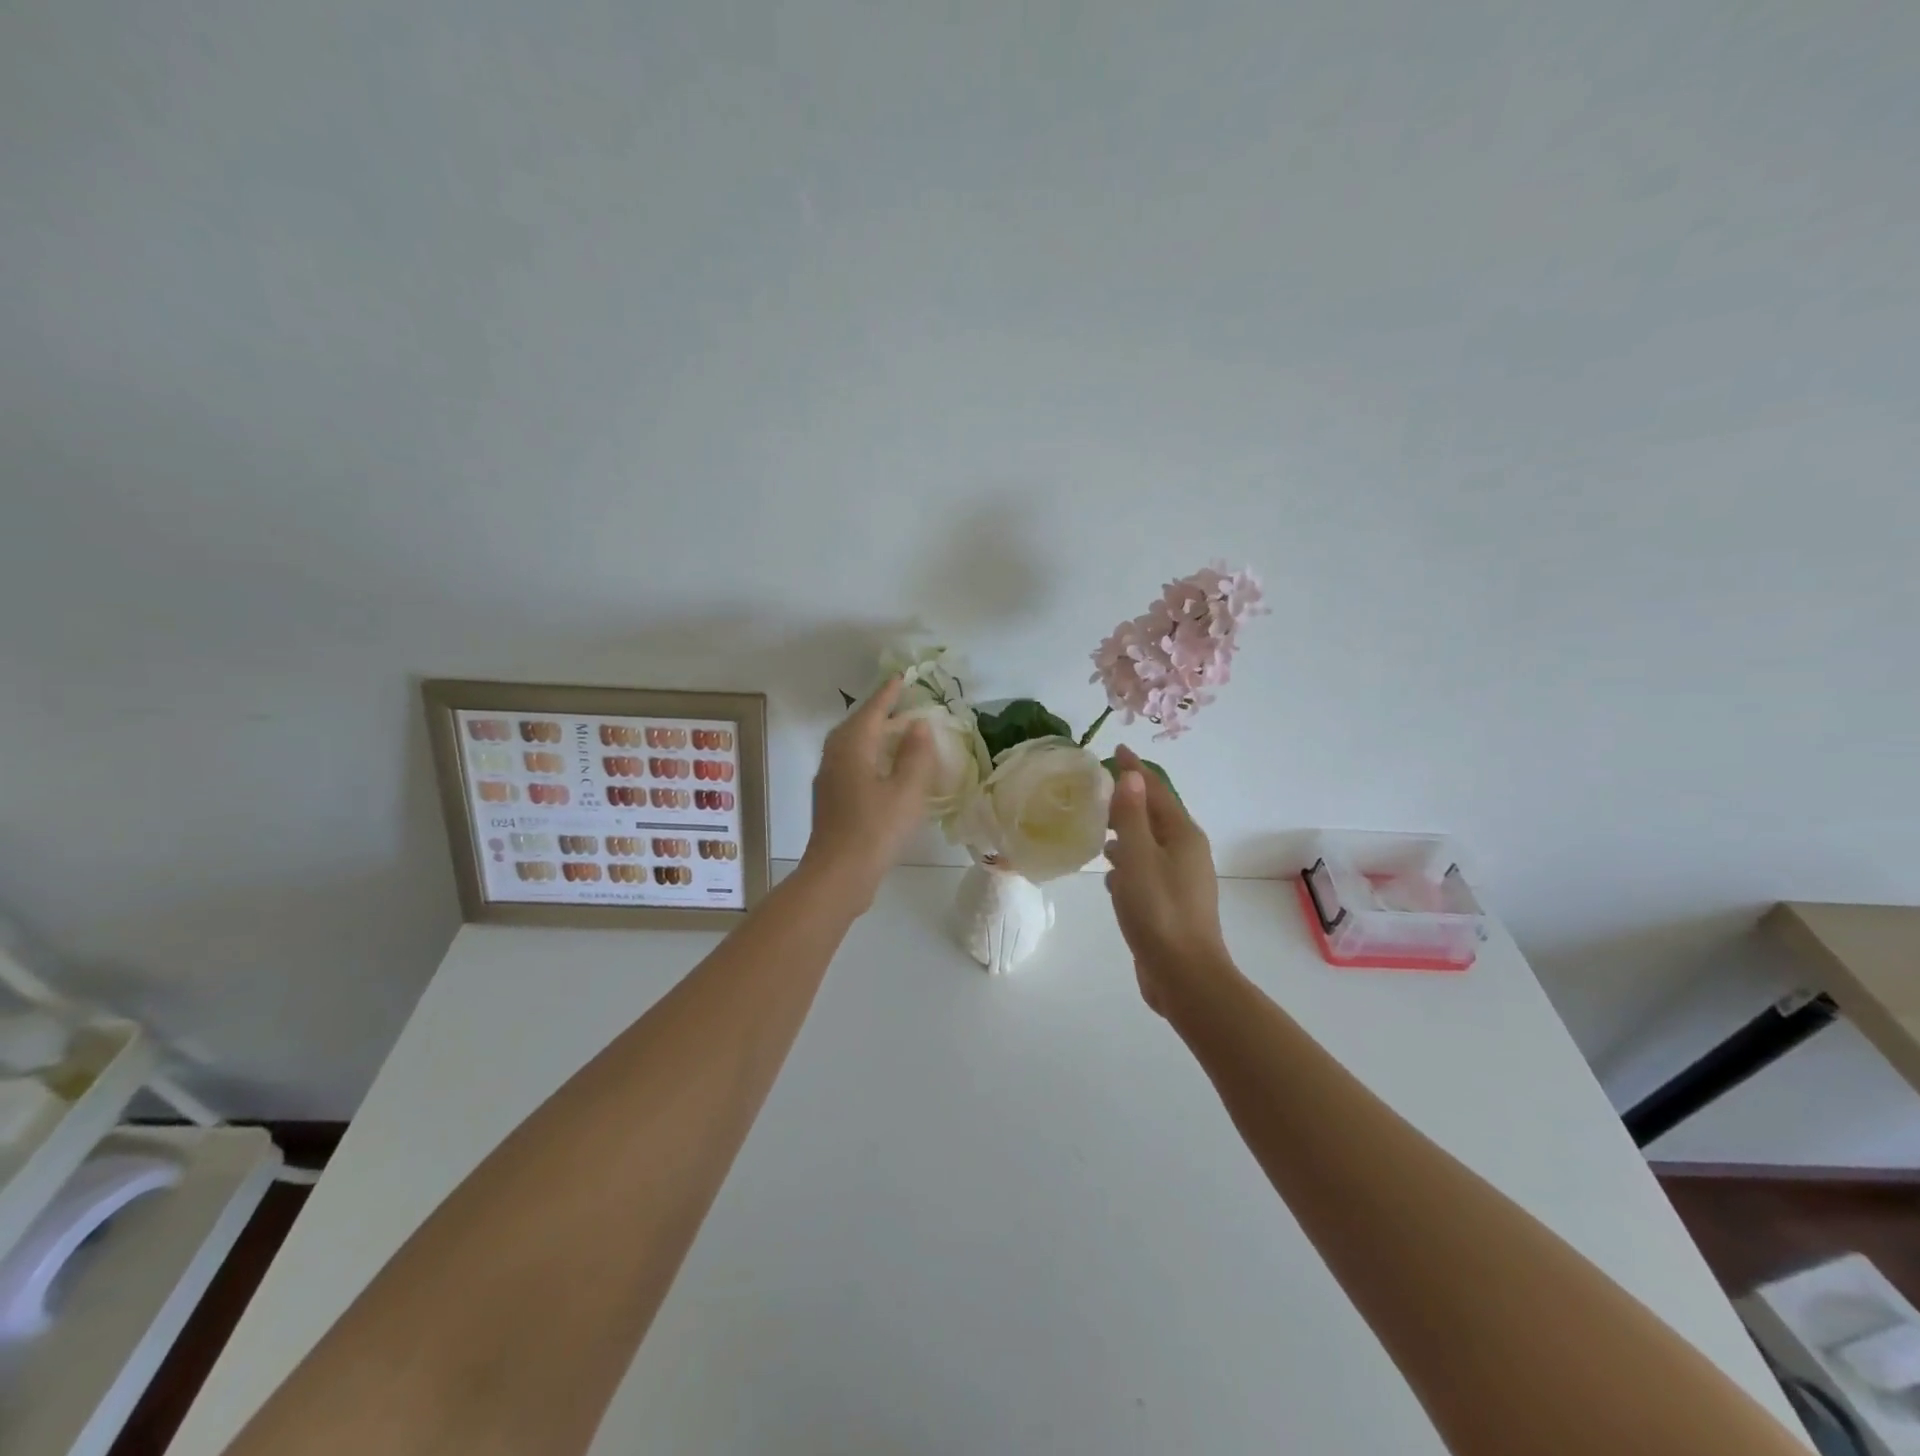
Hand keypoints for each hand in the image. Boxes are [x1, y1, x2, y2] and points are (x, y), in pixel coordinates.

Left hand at [802, 676, 935, 908]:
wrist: (838, 874)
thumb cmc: (875, 829)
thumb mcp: (906, 790)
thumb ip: (915, 754)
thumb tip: (917, 725)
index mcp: (852, 747)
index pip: (872, 711)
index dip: (888, 695)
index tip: (901, 678)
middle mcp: (834, 757)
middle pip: (856, 725)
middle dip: (878, 712)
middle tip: (900, 703)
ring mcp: (828, 779)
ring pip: (850, 745)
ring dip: (871, 734)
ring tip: (895, 733)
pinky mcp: (830, 800)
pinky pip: (850, 763)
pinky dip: (868, 755)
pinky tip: (883, 769)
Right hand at [1104, 744, 1234, 1014]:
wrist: (1185, 975)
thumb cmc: (1159, 910)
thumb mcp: (1138, 857)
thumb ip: (1132, 815)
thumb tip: (1132, 775)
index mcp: (1182, 836)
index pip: (1157, 791)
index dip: (1135, 771)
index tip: (1117, 751)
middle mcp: (1186, 852)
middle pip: (1156, 815)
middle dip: (1130, 799)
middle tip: (1098, 788)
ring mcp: (1181, 880)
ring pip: (1151, 843)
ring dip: (1128, 831)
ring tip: (1098, 827)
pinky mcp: (1172, 903)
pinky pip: (1147, 868)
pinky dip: (1129, 861)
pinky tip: (1110, 873)